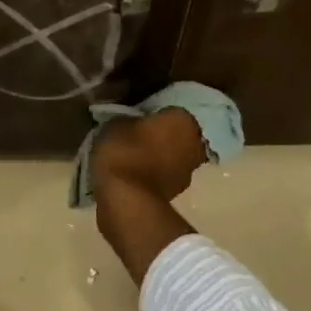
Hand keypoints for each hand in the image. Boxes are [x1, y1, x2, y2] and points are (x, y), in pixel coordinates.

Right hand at [90, 108, 208, 202]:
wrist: (128, 201)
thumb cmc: (124, 152)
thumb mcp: (115, 123)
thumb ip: (128, 118)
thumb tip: (131, 122)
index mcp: (183, 119)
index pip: (169, 109)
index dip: (151, 114)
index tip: (134, 119)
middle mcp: (195, 143)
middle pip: (175, 134)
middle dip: (158, 136)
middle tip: (133, 137)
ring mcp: (188, 171)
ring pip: (171, 156)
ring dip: (156, 157)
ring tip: (130, 158)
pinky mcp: (176, 194)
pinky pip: (162, 176)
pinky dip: (151, 175)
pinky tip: (131, 176)